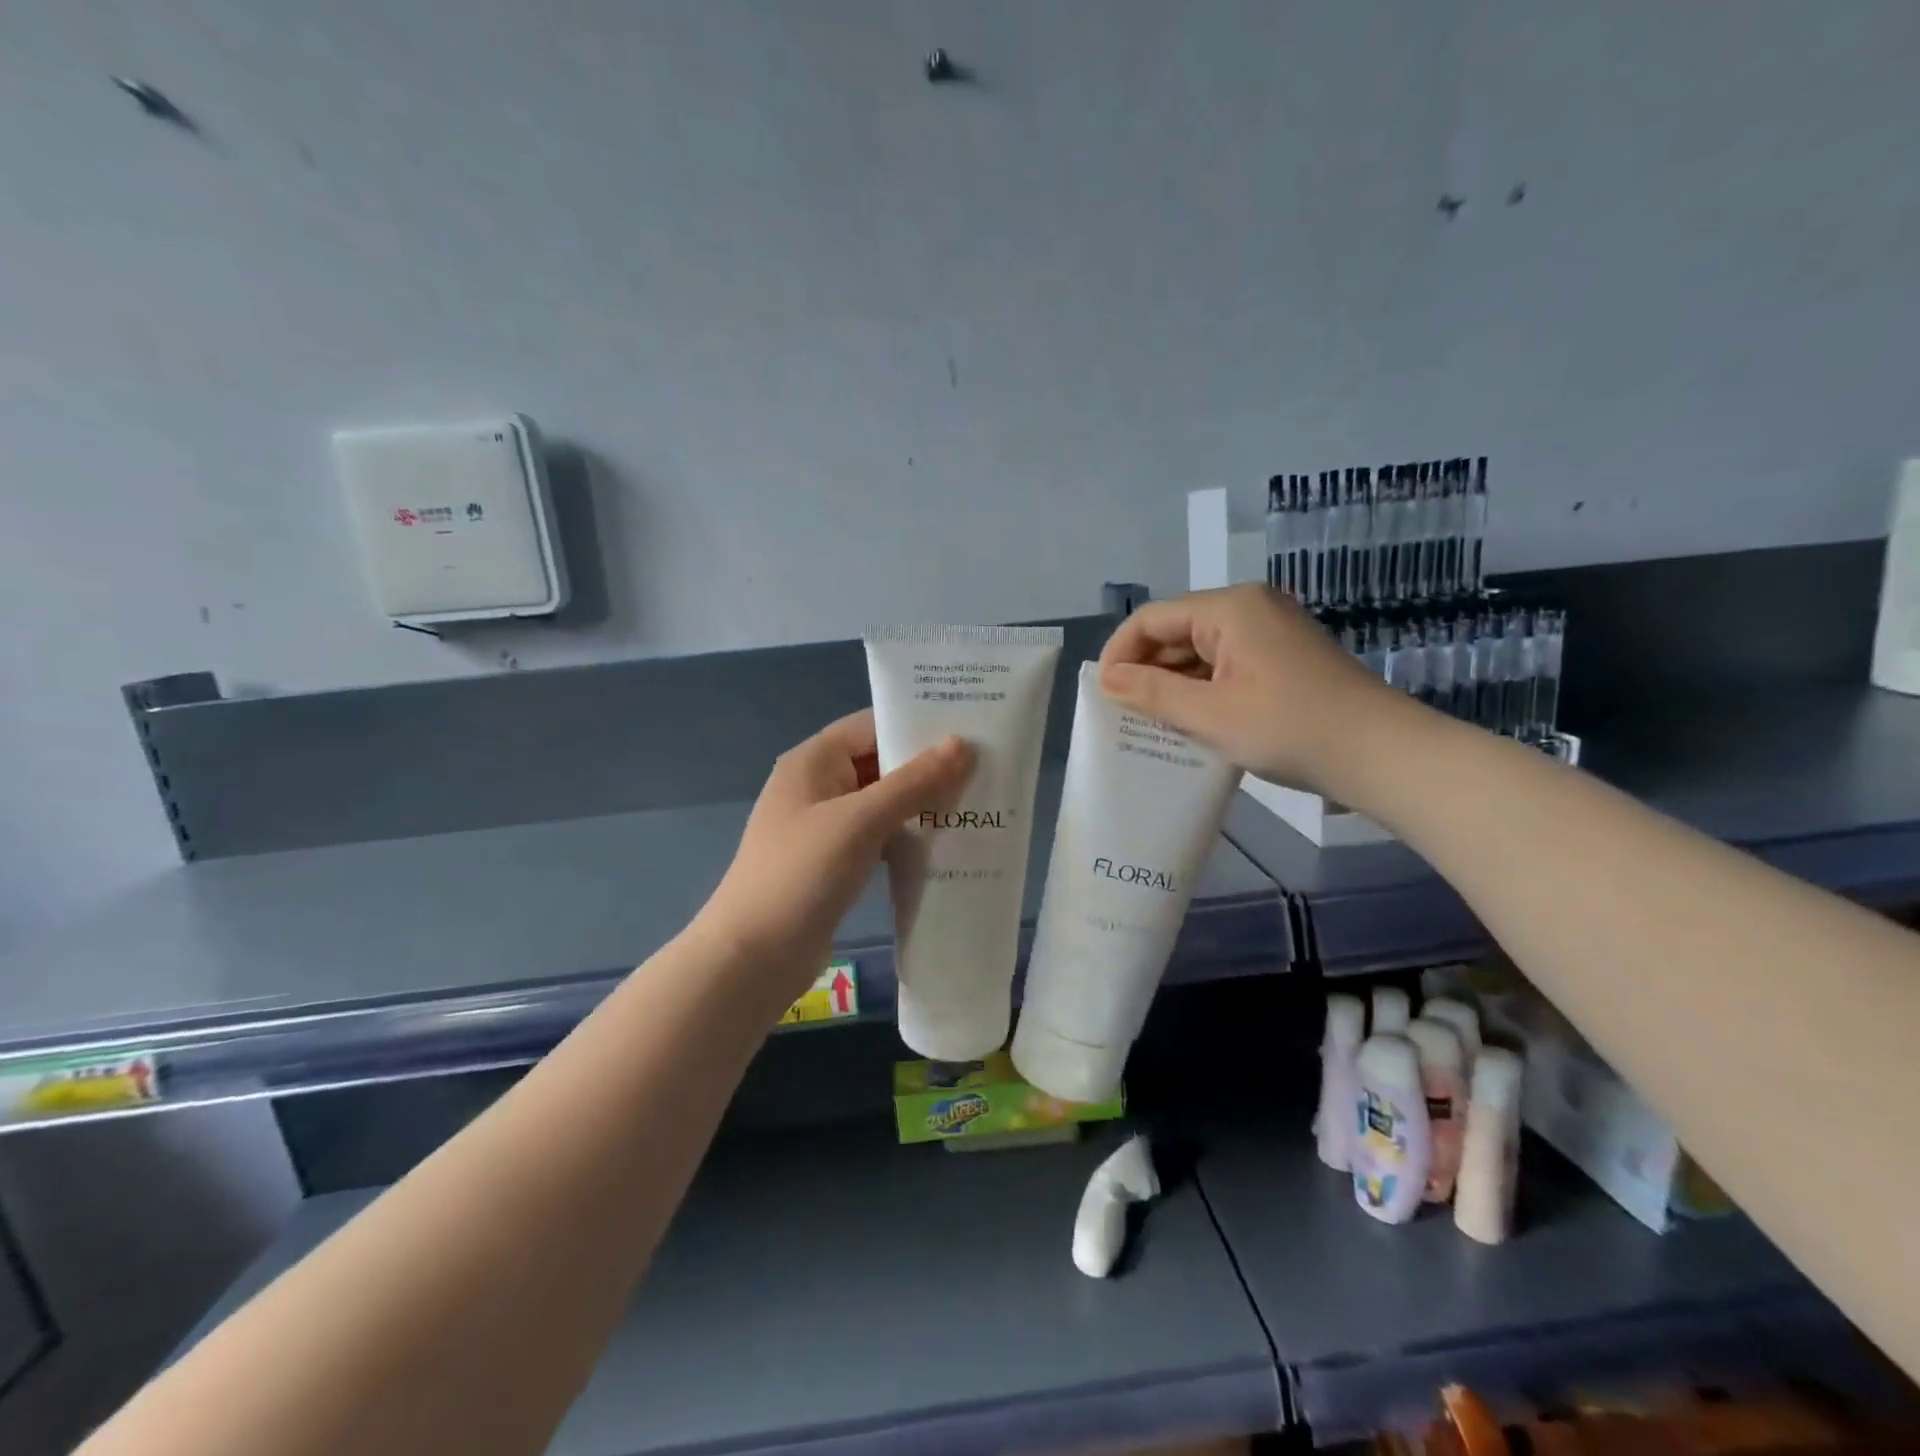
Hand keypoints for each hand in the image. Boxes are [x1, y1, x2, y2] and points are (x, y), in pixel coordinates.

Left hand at [692, 710, 973, 1003]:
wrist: (753, 956)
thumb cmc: (803, 873)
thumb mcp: (861, 821)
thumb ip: (913, 782)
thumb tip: (961, 743)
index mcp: (813, 761)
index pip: (871, 726)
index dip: (916, 724)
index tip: (969, 730)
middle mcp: (816, 786)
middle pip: (878, 763)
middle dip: (926, 768)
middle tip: (984, 770)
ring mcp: (822, 826)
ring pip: (880, 802)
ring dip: (920, 805)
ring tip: (974, 805)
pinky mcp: (831, 861)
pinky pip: (876, 836)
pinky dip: (905, 836)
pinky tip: (942, 846)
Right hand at [1097, 584, 1402, 793]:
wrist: (1382, 754)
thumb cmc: (1289, 728)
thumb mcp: (1210, 715)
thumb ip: (1152, 693)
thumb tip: (1107, 679)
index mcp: (1230, 608)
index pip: (1152, 618)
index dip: (1120, 652)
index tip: (1103, 694)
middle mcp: (1249, 608)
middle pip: (1176, 631)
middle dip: (1146, 670)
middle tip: (1124, 714)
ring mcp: (1270, 632)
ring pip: (1200, 650)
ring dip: (1174, 683)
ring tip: (1152, 723)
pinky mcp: (1283, 658)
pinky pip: (1226, 665)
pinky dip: (1203, 689)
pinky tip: (1192, 721)